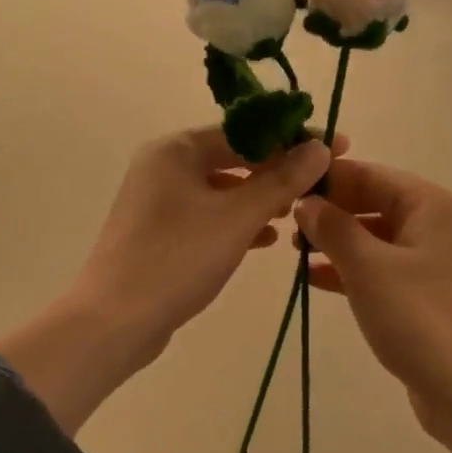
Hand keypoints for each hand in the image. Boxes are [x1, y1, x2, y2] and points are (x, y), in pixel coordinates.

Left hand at [0, 128, 334, 434]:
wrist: (114, 321)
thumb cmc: (177, 259)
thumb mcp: (238, 218)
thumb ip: (282, 180)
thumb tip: (320, 147)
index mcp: (176, 149)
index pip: (246, 131)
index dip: (293, 139)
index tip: (337, 147)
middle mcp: (163, 166)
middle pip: (233, 157)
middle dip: (277, 170)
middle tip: (320, 184)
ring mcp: (157, 201)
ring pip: (221, 189)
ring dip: (259, 198)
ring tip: (295, 213)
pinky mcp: (158, 233)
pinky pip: (207, 216)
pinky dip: (236, 222)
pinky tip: (265, 240)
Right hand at [296, 158, 451, 452]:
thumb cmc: (420, 320)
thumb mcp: (368, 268)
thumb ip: (333, 228)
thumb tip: (307, 202)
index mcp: (433, 207)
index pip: (373, 175)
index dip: (329, 179)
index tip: (286, 187)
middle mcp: (439, 227)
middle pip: (375, 204)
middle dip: (331, 212)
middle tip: (285, 224)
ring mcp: (435, 263)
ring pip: (376, 238)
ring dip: (337, 242)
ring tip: (294, 252)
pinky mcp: (427, 296)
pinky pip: (382, 269)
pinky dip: (351, 270)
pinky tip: (314, 279)